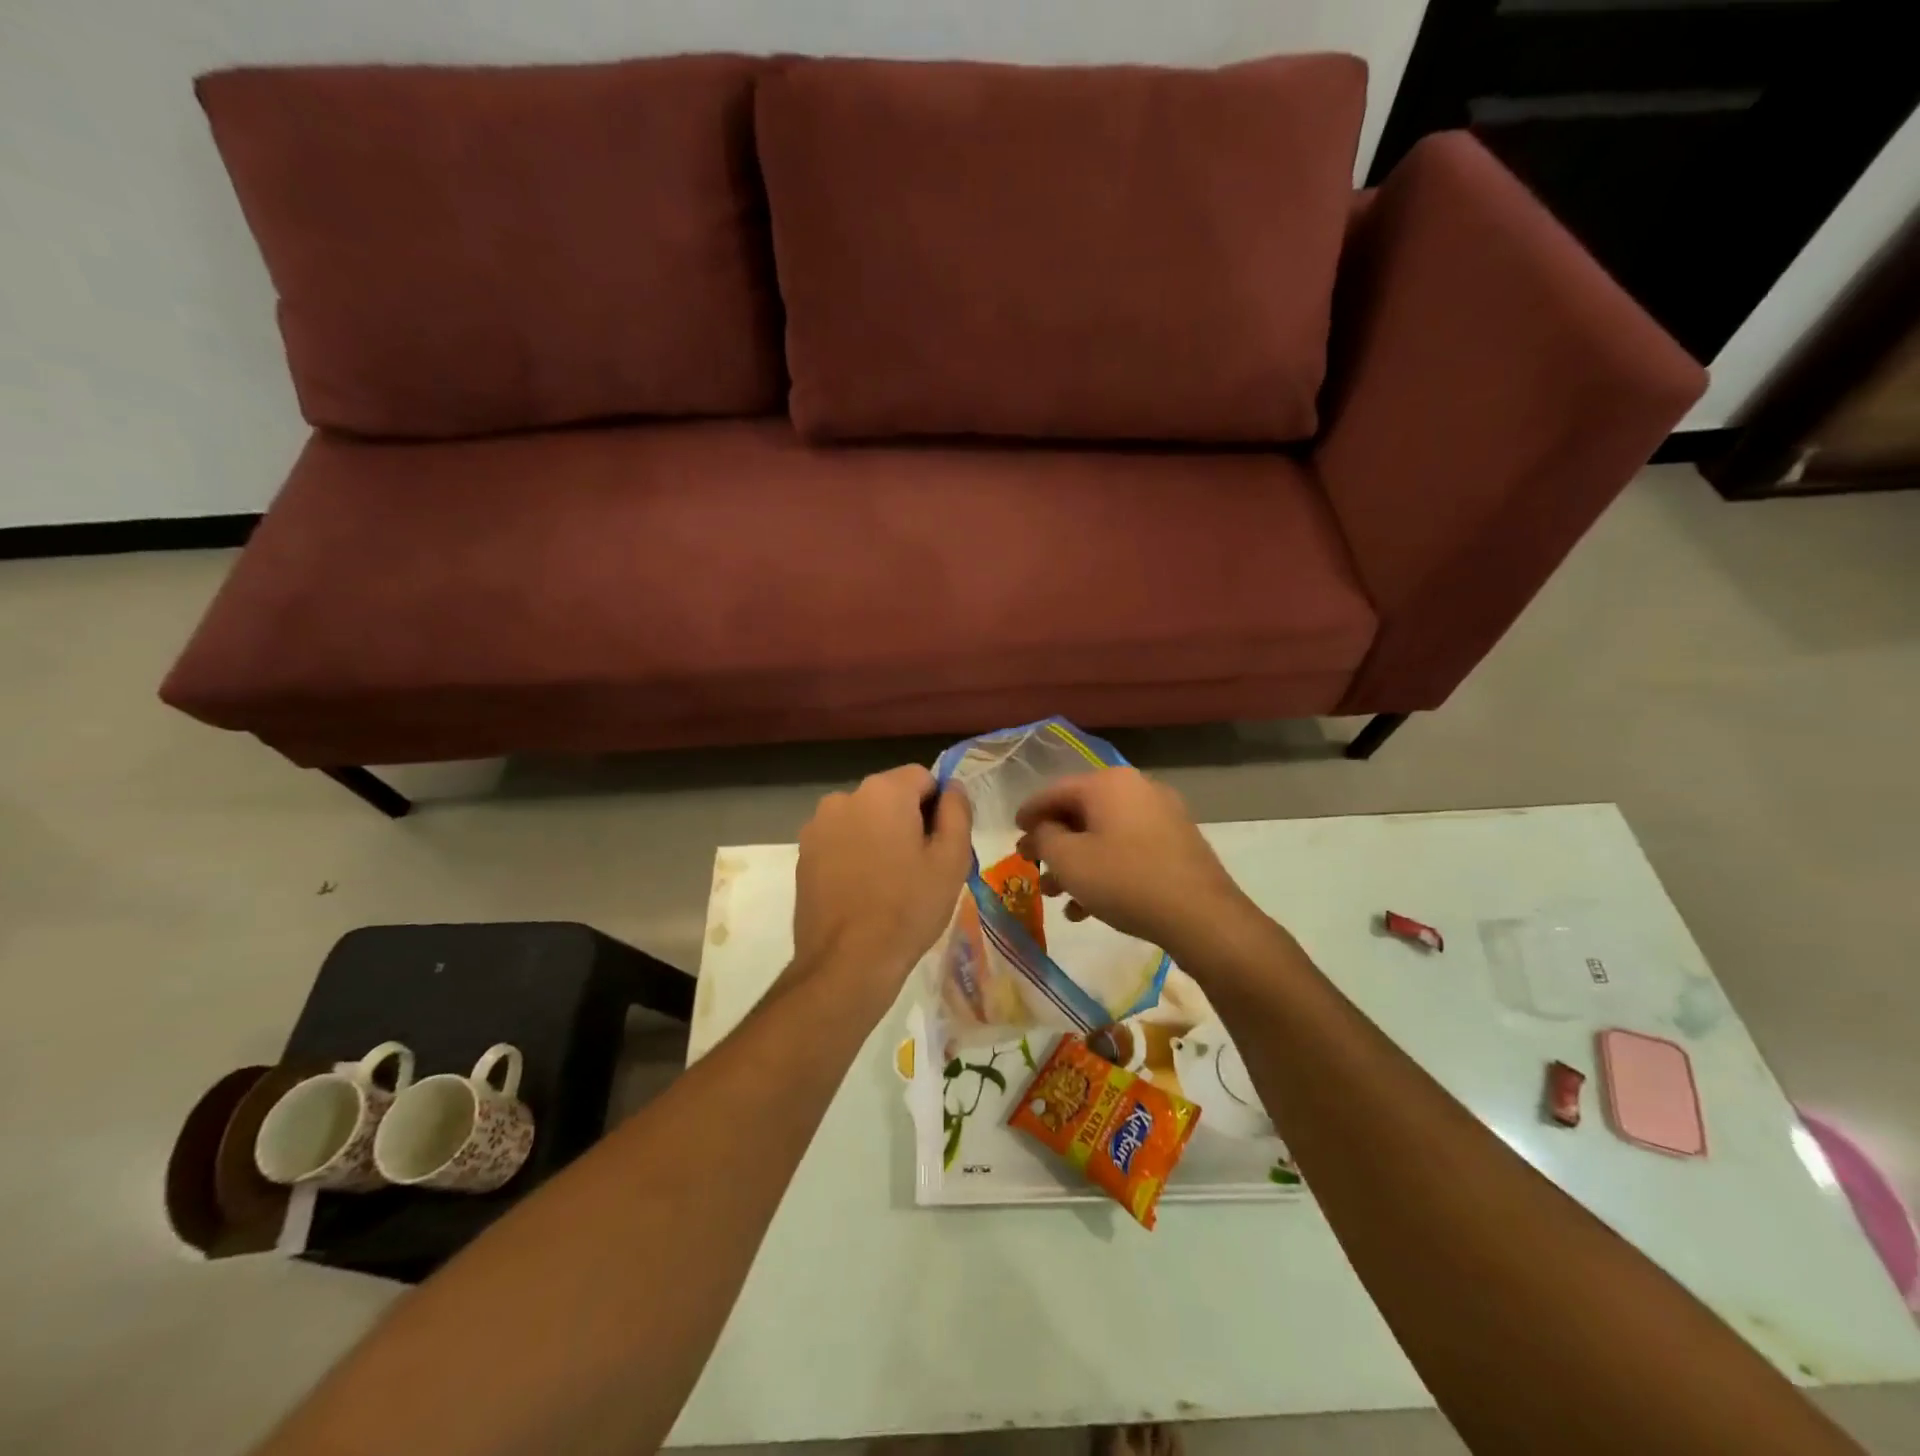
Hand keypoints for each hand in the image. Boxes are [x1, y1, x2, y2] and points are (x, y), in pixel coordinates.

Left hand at [793, 765, 972, 984]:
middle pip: (890, 796)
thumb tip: (953, 787)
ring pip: (863, 819)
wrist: (847, 962)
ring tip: (889, 882)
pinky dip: (854, 854)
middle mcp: (845, 797)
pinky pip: (840, 840)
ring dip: (879, 836)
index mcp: (884, 791)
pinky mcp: (803, 854)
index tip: (941, 843)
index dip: (938, 807)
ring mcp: (818, 825)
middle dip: (907, 820)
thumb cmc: (908, 907)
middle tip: (920, 866)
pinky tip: (862, 890)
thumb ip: (957, 812)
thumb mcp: (952, 859)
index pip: (923, 777)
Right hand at [1015, 768, 1247, 953]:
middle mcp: (1136, 788)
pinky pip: (1128, 849)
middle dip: (1053, 844)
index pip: (1055, 791)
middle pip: (1080, 813)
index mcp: (1108, 783)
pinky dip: (1104, 869)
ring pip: (1104, 835)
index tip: (1013, 833)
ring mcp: (1162, 815)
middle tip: (1032, 868)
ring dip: (1076, 863)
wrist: (1201, 916)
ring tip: (1057, 896)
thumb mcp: (1069, 860)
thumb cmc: (1125, 881)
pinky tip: (1088, 908)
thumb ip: (1043, 837)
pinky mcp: (1177, 843)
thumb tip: (1041, 829)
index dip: (1029, 813)